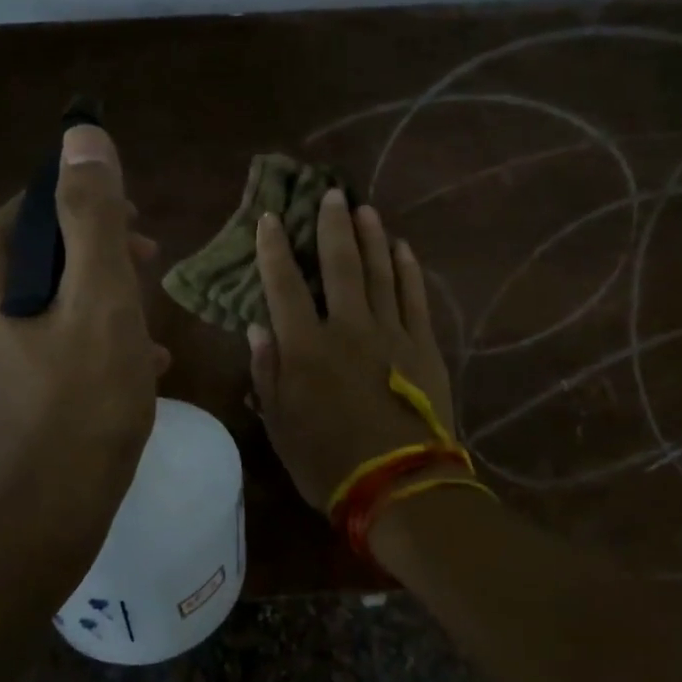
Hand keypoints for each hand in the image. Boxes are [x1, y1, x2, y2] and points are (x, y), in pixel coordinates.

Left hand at [0, 125, 168, 540]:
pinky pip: (40, 339)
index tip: (142, 237)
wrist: (46, 517)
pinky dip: (84, 339)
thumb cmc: (82, 401)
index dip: (95, 210)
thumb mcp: (102, 298)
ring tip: (150, 326)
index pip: (36, 205)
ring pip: (46, 298)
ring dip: (101, 301)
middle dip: (102, 259)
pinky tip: (135, 363)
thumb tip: (82, 137)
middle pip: (41, 253)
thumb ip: (94, 215)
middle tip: (152, 276)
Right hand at [249, 189, 454, 513]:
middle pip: (339, 265)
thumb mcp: (280, 425)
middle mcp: (348, 329)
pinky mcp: (424, 347)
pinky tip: (403, 248)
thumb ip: (267, 373)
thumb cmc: (328, 462)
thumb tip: (257, 327)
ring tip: (364, 209)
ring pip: (380, 273)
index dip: (274, 249)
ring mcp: (391, 334)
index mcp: (306, 348)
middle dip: (332, 227)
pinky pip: (415, 298)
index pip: (284, 286)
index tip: (270, 218)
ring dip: (371, 238)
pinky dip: (408, 271)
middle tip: (331, 194)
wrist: (400, 487)